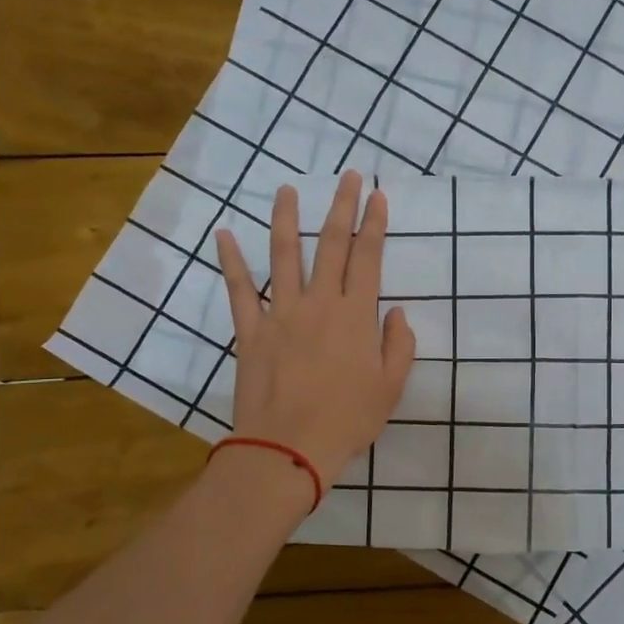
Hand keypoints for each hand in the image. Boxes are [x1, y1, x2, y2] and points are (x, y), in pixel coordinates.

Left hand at [215, 171, 415, 488]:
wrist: (288, 448)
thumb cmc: (347, 420)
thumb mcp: (390, 387)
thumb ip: (399, 345)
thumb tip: (398, 313)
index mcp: (356, 315)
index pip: (368, 258)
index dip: (374, 224)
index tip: (377, 196)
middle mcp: (319, 303)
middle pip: (330, 244)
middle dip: (341, 206)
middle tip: (348, 176)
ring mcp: (281, 314)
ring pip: (283, 256)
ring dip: (285, 219)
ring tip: (286, 189)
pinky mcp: (250, 331)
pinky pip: (239, 290)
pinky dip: (231, 262)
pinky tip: (224, 235)